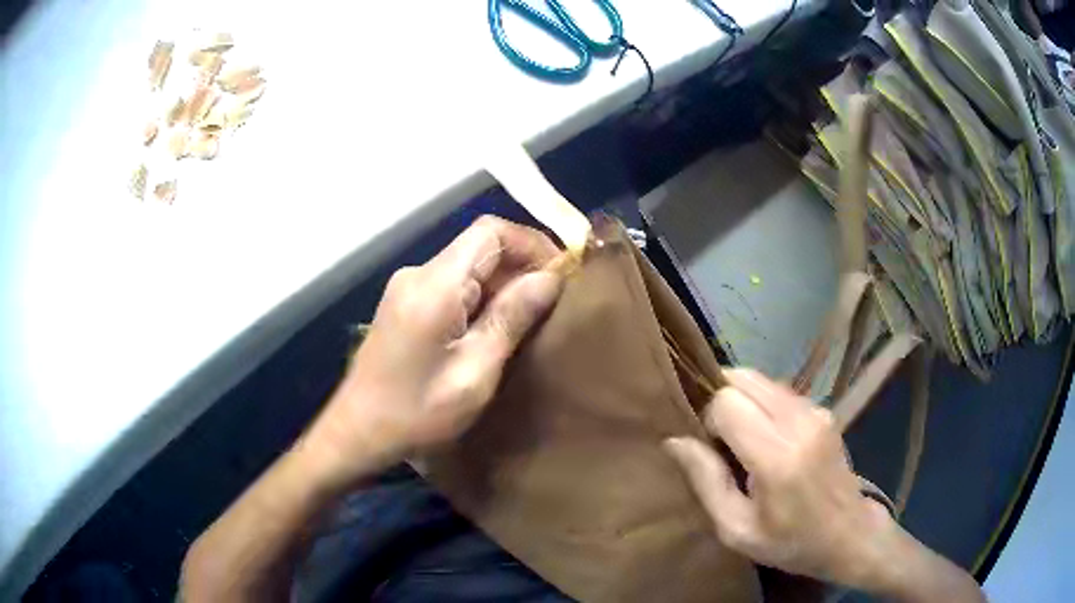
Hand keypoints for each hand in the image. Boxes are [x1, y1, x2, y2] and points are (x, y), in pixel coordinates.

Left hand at [305, 216, 563, 484]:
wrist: (357, 432)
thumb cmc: (416, 413)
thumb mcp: (475, 372)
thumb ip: (511, 318)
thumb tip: (550, 277)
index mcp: (435, 285)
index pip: (491, 232)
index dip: (532, 243)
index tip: (563, 273)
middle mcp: (419, 273)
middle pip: (480, 246)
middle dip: (521, 265)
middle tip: (554, 302)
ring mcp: (407, 287)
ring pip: (467, 265)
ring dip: (502, 282)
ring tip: (531, 317)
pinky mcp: (404, 302)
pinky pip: (452, 284)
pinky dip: (481, 295)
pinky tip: (495, 327)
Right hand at [663, 369, 902, 590]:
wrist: (848, 534)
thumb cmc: (790, 542)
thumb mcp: (737, 529)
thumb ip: (706, 481)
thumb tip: (674, 440)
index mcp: (778, 457)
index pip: (727, 402)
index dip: (708, 420)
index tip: (711, 451)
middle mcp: (800, 422)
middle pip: (743, 378)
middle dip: (721, 400)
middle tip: (721, 440)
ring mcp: (817, 411)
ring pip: (760, 378)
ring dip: (742, 399)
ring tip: (743, 439)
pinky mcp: (824, 410)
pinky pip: (779, 390)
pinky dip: (761, 403)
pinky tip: (766, 436)